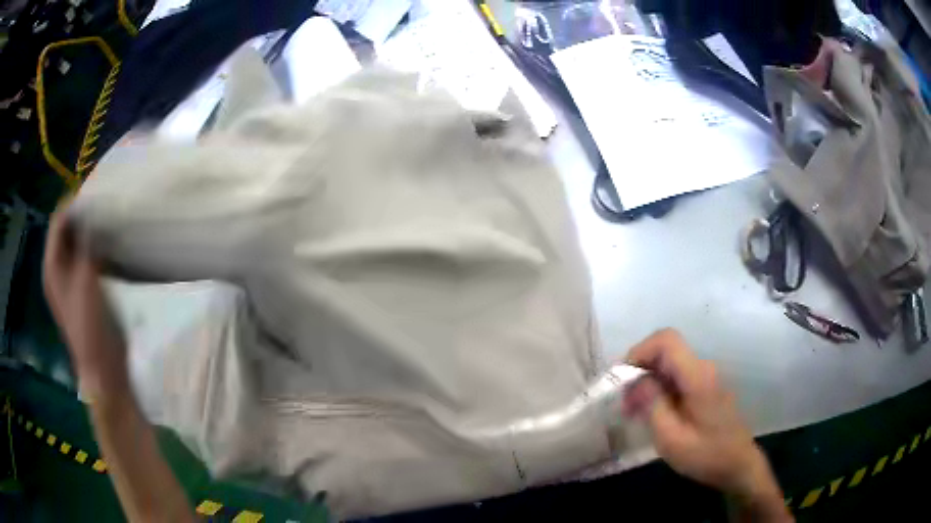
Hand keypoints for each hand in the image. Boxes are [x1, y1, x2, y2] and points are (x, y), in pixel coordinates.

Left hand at [43, 209, 128, 402]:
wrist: (103, 369)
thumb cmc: (89, 325)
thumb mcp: (85, 280)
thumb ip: (85, 243)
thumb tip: (91, 212)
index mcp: (51, 267)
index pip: (57, 223)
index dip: (72, 204)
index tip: (94, 191)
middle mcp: (58, 271)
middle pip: (66, 232)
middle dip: (82, 215)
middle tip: (103, 203)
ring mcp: (71, 282)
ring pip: (77, 244)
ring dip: (89, 230)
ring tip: (108, 218)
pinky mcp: (84, 290)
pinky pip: (86, 259)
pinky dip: (95, 246)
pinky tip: (109, 243)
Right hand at [623, 330, 789, 521]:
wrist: (737, 464)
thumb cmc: (705, 455)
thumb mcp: (671, 438)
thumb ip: (653, 405)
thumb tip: (636, 380)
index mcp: (697, 377)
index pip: (666, 340)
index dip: (640, 350)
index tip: (621, 378)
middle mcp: (703, 368)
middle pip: (665, 351)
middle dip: (639, 370)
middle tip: (623, 402)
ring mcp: (706, 377)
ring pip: (669, 364)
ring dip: (648, 381)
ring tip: (633, 412)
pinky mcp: (705, 387)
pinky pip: (677, 377)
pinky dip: (659, 388)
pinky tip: (651, 413)